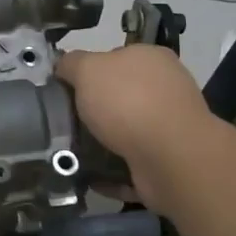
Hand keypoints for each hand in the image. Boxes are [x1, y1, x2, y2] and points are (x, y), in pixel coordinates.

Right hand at [54, 45, 214, 204]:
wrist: (171, 158)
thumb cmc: (128, 102)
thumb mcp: (87, 69)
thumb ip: (71, 63)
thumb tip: (63, 67)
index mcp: (151, 58)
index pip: (114, 58)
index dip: (88, 72)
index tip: (66, 90)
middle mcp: (165, 89)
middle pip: (119, 97)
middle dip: (94, 112)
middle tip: (65, 123)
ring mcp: (170, 127)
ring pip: (126, 133)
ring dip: (101, 144)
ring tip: (72, 153)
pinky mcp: (168, 161)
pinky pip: (132, 165)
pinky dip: (113, 172)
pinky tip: (92, 177)